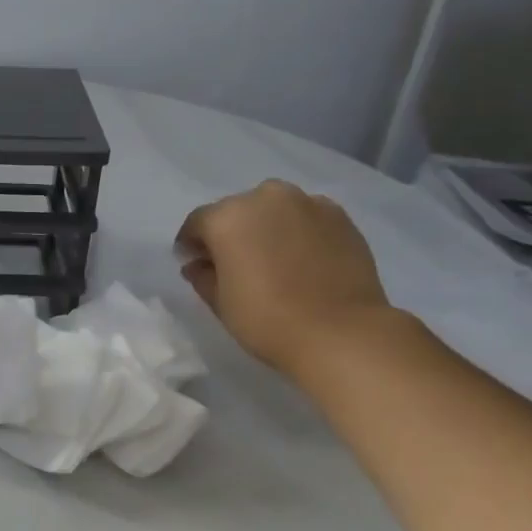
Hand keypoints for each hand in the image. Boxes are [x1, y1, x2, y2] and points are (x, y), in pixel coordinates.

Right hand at [176, 181, 390, 374]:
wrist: (340, 332)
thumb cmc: (266, 319)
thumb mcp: (220, 302)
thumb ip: (202, 276)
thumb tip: (198, 264)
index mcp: (227, 217)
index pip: (197, 223)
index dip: (191, 245)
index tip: (194, 264)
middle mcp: (265, 198)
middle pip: (237, 211)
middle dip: (230, 232)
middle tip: (234, 262)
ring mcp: (307, 203)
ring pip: (274, 210)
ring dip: (266, 228)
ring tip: (271, 259)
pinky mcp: (340, 216)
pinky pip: (306, 218)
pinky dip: (297, 231)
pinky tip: (301, 259)